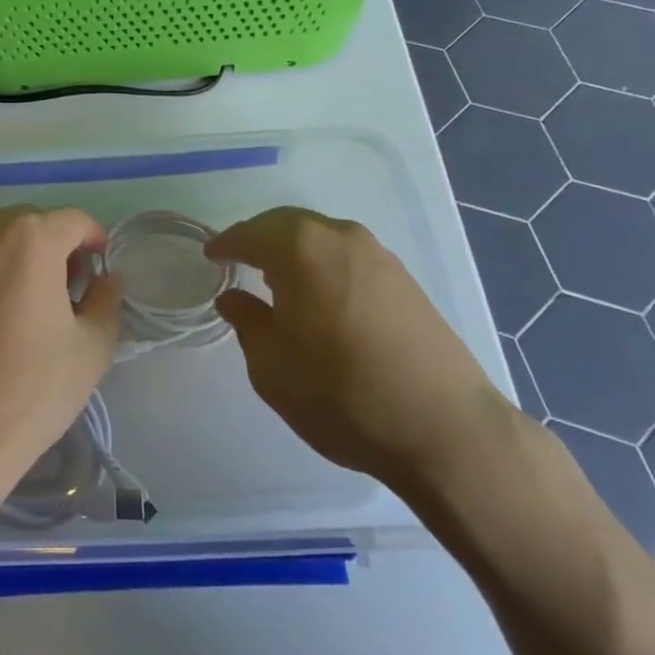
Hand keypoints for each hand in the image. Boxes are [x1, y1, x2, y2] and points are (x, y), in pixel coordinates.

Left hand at [0, 206, 122, 499]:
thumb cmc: (31, 388)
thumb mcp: (92, 348)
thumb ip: (107, 300)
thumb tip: (107, 279)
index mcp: (30, 239)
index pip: (73, 220)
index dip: (93, 239)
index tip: (100, 266)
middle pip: (29, 224)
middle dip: (53, 245)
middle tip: (66, 287)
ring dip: (15, 257)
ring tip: (24, 302)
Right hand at [207, 207, 514, 496]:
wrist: (444, 429)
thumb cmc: (340, 394)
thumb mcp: (272, 366)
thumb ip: (247, 322)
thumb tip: (233, 298)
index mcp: (302, 249)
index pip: (251, 233)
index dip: (226, 243)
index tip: (210, 255)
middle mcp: (342, 238)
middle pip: (289, 225)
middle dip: (260, 239)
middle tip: (239, 260)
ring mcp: (380, 256)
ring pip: (322, 238)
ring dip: (294, 251)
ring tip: (277, 279)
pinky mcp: (406, 281)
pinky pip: (348, 257)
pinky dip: (324, 265)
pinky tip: (320, 296)